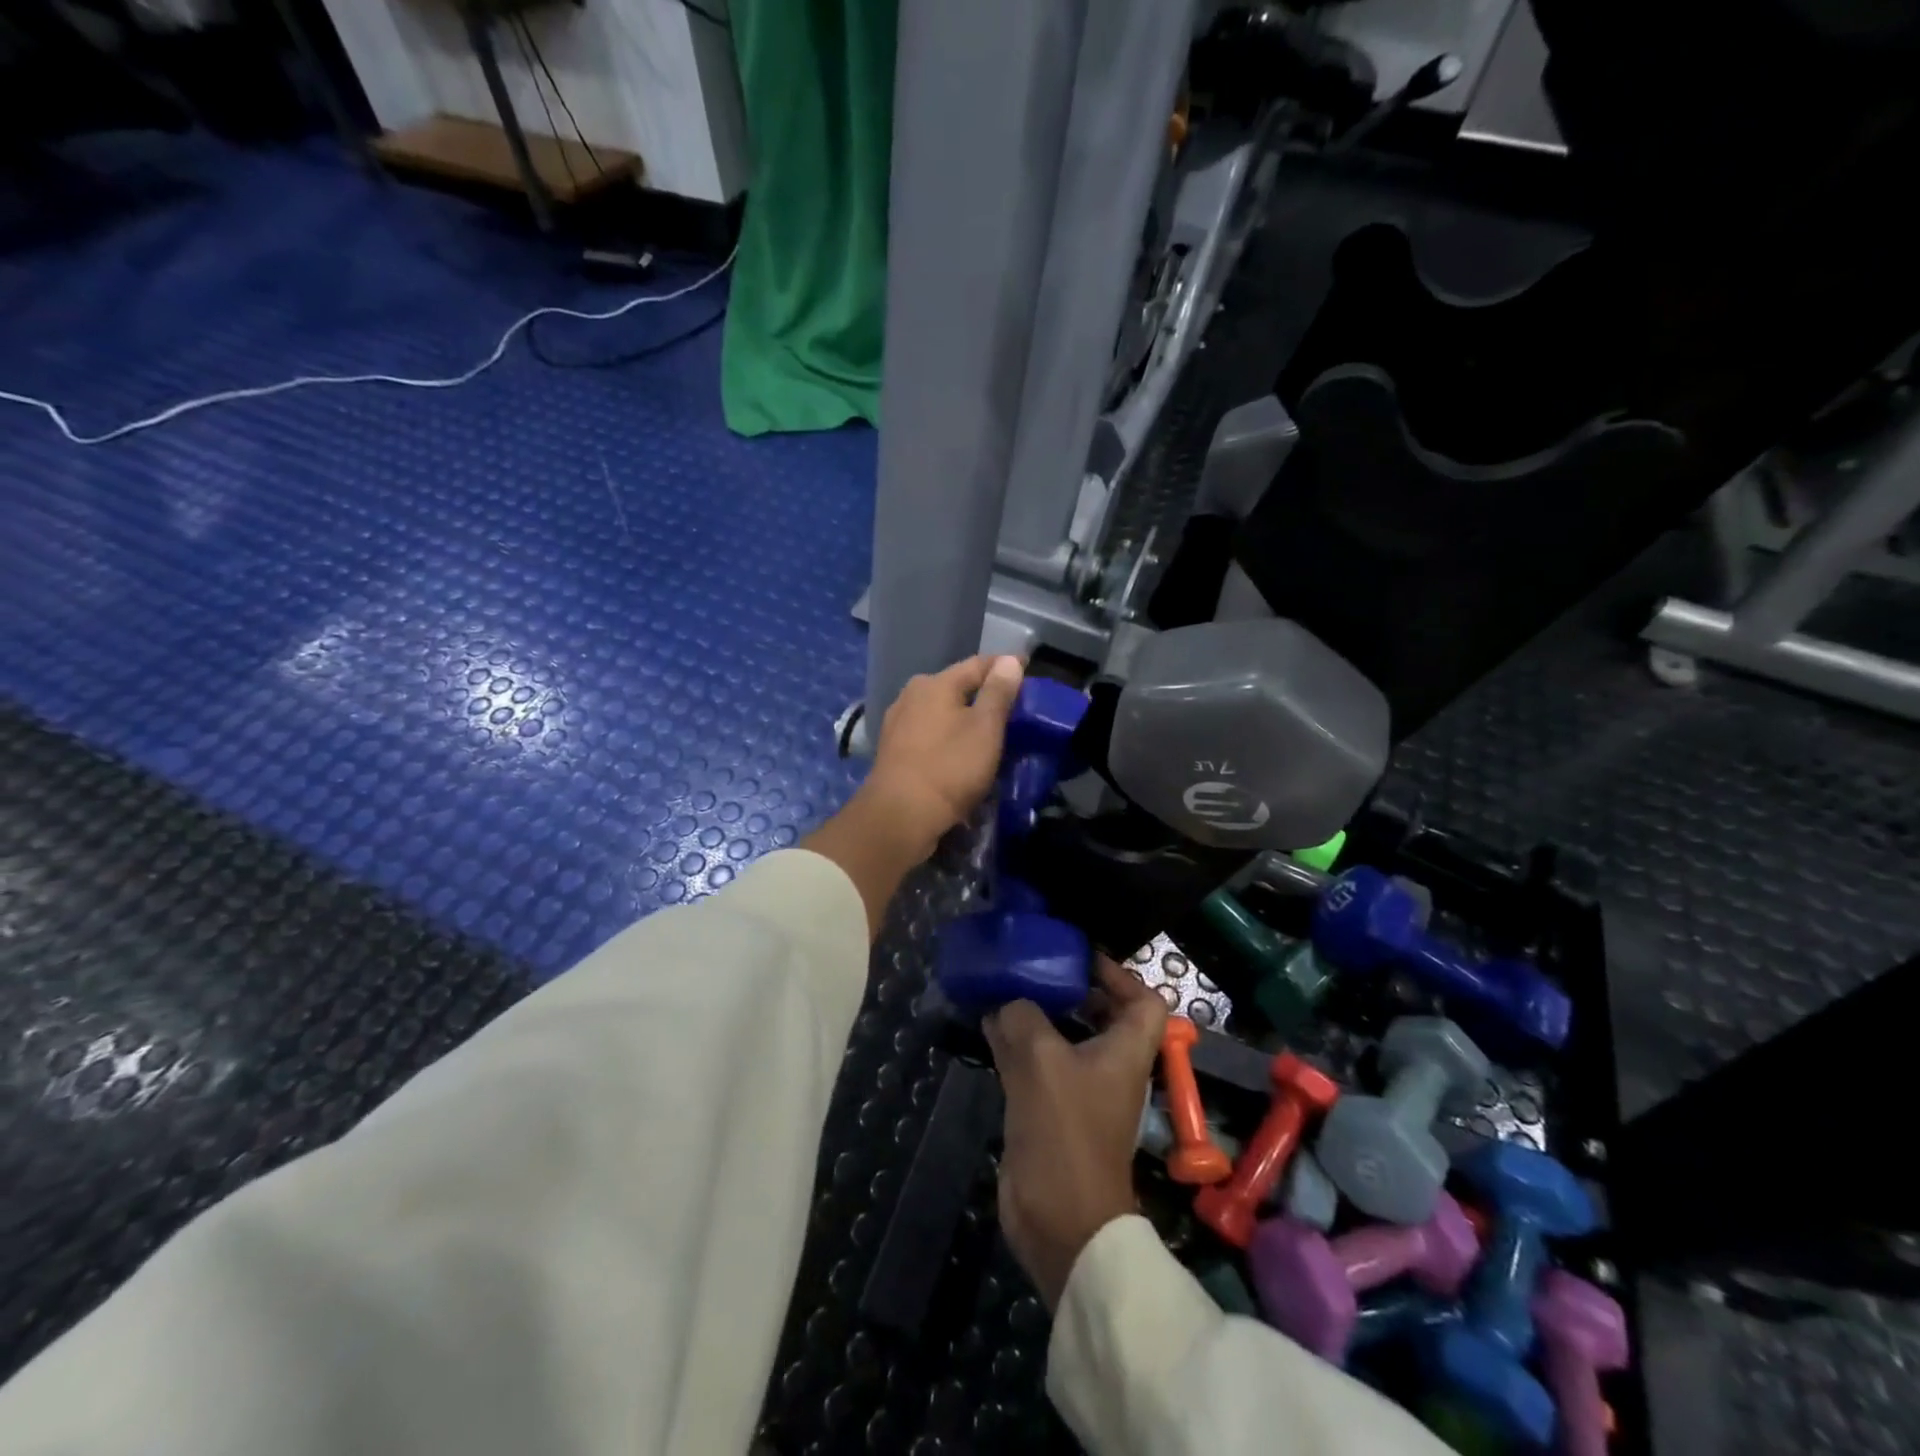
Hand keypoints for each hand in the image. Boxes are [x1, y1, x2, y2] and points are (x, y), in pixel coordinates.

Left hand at [859, 655, 1024, 861]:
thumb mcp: (985, 727)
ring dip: (964, 718)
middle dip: (983, 694)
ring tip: (989, 732)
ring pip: (941, 712)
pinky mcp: (893, 751)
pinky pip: (929, 734)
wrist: (901, 816)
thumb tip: (1009, 660)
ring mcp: (898, 723)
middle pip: (956, 687)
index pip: (978, 664)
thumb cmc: (950, 767)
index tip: (1028, 672)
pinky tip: (959, 752)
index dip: (1006, 667)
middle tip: (1012, 707)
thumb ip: (998, 692)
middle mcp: (911, 695)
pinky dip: (948, 737)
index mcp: (934, 683)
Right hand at [986, 958, 1168, 1309]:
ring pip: (1062, 1039)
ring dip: (1037, 1015)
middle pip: (1100, 1016)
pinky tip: (988, 1026)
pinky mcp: (1051, 1113)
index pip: (1144, 1000)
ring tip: (1003, 987)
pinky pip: (1036, 1064)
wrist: (1061, 1221)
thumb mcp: (1041, 1060)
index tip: (1080, 958)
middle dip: (1069, 989)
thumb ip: (1022, 1018)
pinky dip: (1016, 1042)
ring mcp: (1080, 1092)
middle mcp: (1109, 1068)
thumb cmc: (1066, 1132)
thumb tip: (1006, 1002)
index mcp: (1126, 1051)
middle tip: (1033, 967)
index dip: (1119, 975)